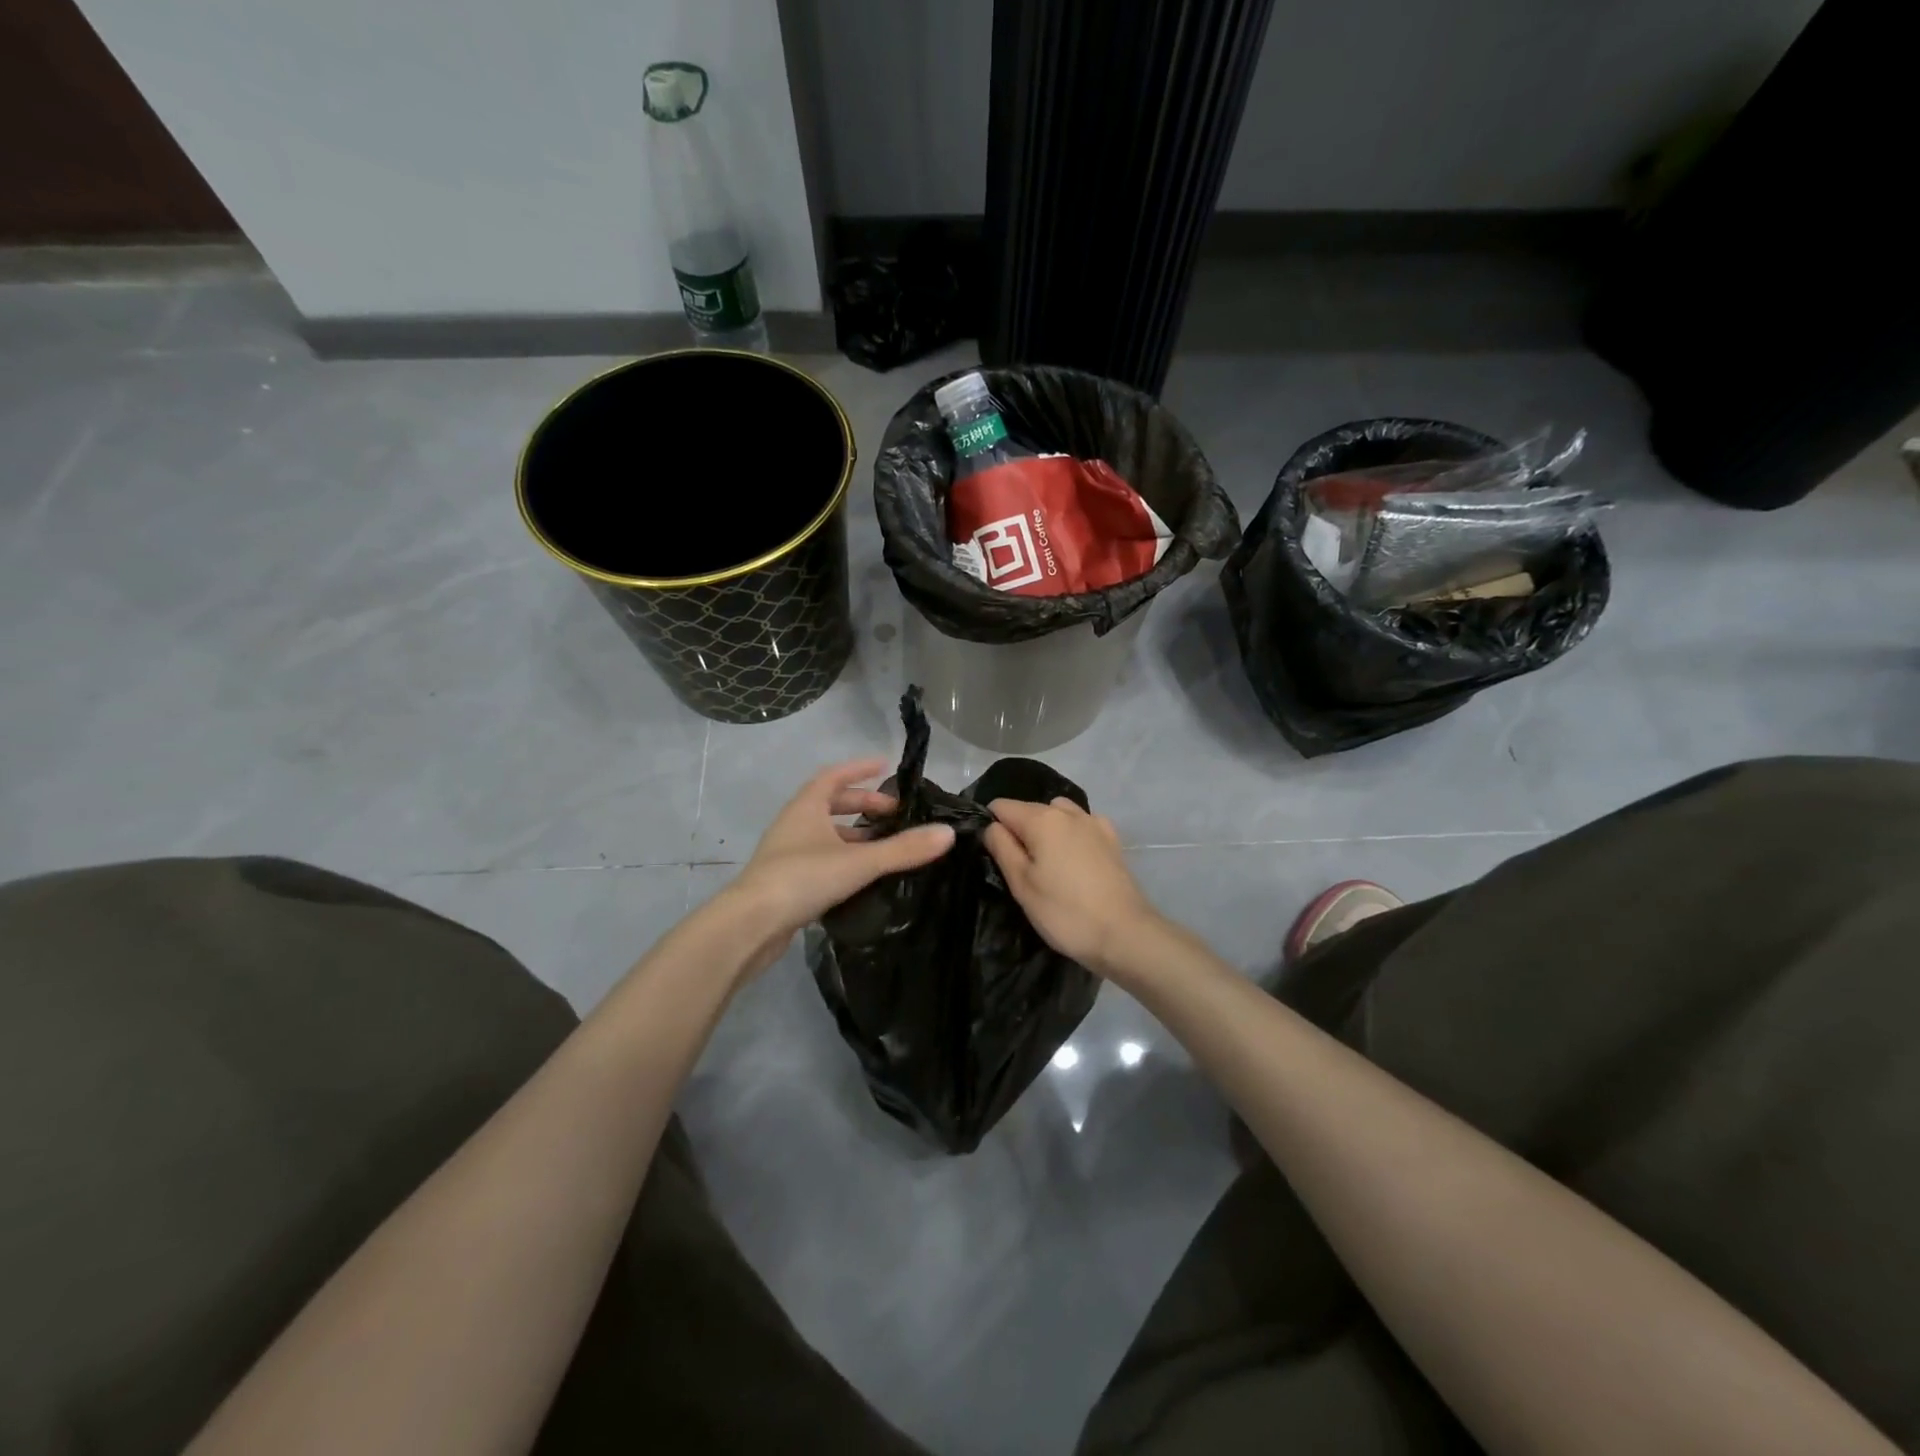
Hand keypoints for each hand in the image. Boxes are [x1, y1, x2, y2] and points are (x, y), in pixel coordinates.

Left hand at [728, 759, 955, 958]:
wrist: (750, 926)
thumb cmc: (802, 879)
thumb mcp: (859, 862)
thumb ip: (903, 849)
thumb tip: (948, 833)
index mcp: (806, 808)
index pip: (834, 776)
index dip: (860, 770)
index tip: (885, 767)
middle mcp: (795, 825)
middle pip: (831, 805)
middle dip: (863, 806)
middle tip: (895, 814)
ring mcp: (788, 854)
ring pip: (826, 835)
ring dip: (854, 835)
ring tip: (886, 845)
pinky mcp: (787, 882)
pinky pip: (821, 860)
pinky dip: (844, 859)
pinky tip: (863, 876)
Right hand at [983, 797, 1158, 976]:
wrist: (1125, 934)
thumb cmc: (1065, 912)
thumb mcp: (1022, 885)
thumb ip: (1002, 848)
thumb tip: (991, 826)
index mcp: (1042, 819)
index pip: (1001, 806)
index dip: (991, 826)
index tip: (994, 855)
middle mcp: (1068, 812)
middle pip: (1030, 809)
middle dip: (1018, 830)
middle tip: (1019, 870)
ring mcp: (1094, 822)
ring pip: (1057, 813)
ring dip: (1046, 829)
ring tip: (1047, 863)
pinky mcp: (1112, 839)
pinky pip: (1081, 824)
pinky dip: (1071, 834)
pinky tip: (1074, 860)